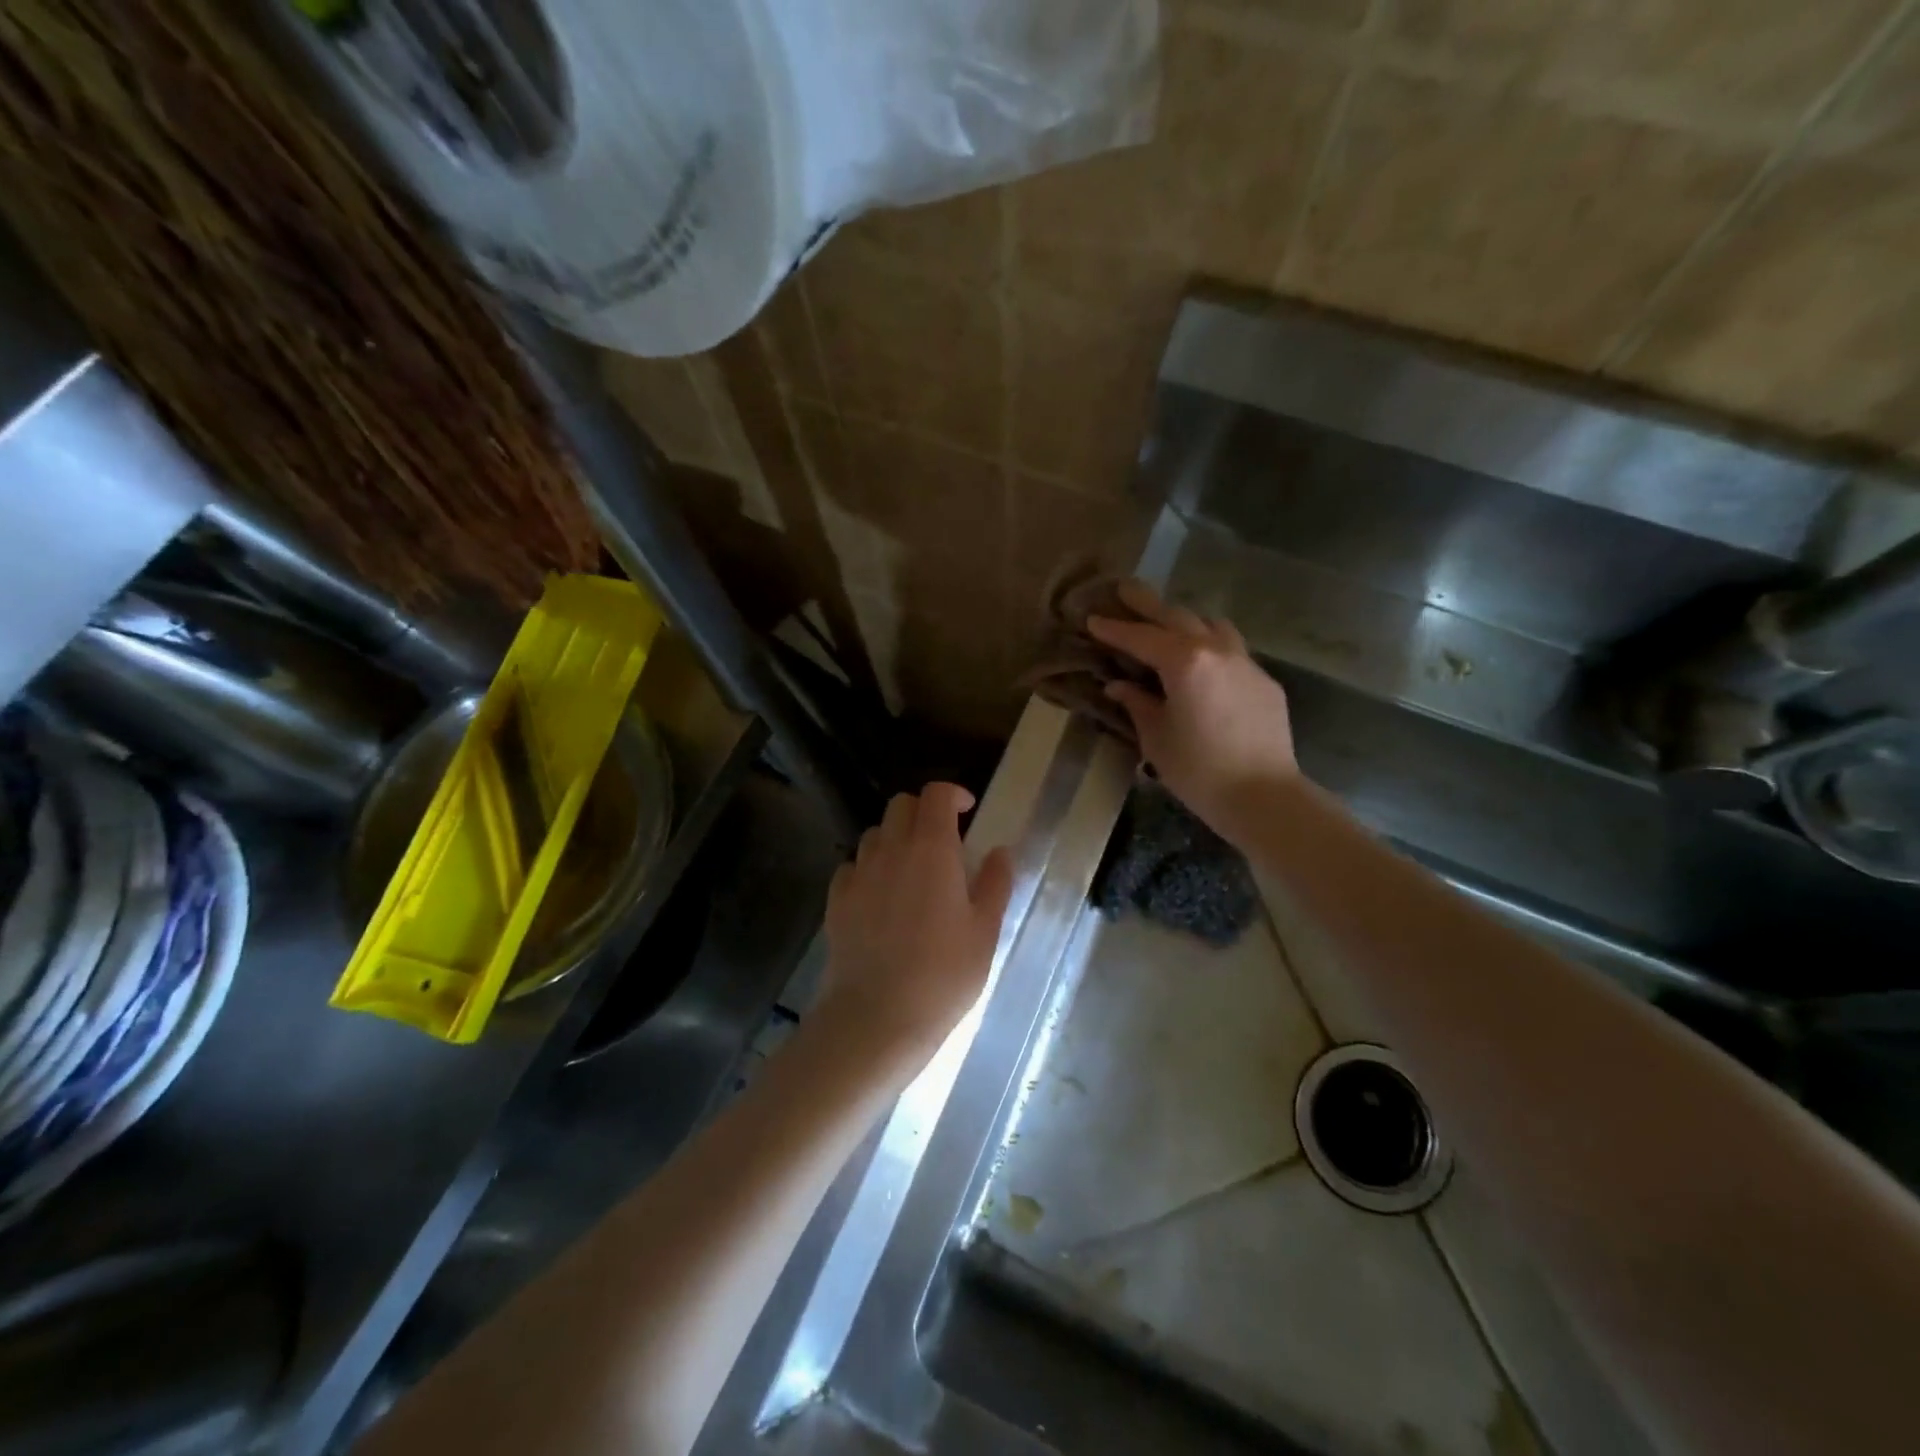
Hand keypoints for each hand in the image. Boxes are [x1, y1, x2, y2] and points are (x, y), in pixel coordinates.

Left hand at [819, 783, 1014, 1070]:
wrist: (877, 1017)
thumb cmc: (943, 976)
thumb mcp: (985, 931)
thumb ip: (995, 883)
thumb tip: (1000, 851)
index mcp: (932, 850)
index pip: (936, 795)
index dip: (953, 794)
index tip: (968, 811)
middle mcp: (891, 850)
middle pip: (901, 804)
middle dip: (923, 811)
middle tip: (943, 841)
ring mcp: (859, 873)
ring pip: (875, 833)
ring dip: (895, 838)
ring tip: (912, 870)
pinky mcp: (836, 900)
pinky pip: (852, 866)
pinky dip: (869, 868)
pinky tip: (880, 897)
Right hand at [1087, 581, 1299, 840]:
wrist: (1264, 796)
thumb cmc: (1199, 771)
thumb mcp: (1156, 738)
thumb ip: (1137, 704)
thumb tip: (1119, 685)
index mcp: (1184, 662)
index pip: (1141, 638)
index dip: (1114, 629)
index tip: (1092, 618)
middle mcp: (1216, 650)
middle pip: (1177, 616)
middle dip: (1148, 604)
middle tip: (1125, 590)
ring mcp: (1245, 663)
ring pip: (1211, 625)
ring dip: (1185, 620)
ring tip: (1166, 623)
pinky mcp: (1264, 681)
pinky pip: (1231, 650)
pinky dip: (1209, 645)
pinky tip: (1201, 664)